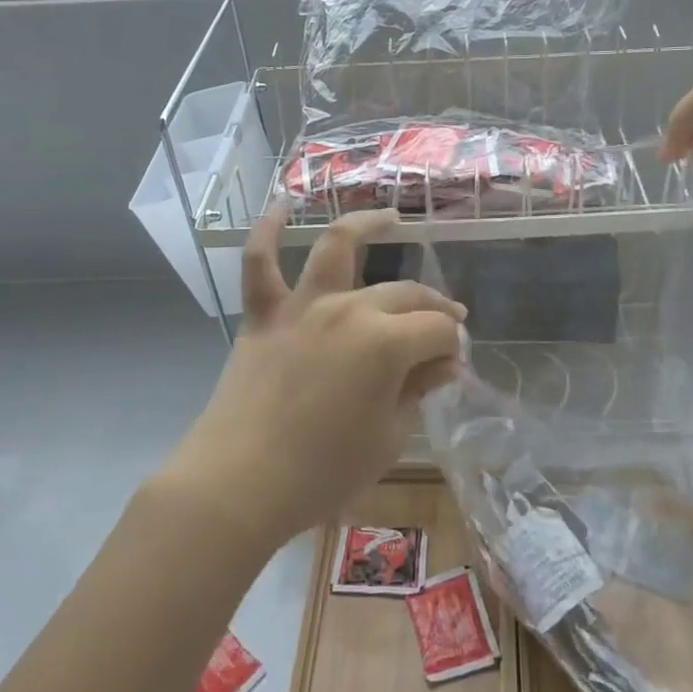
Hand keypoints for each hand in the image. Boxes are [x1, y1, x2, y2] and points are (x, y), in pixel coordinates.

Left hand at [171, 208, 464, 549]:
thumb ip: (418, 391)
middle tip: (446, 324)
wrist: (239, 484)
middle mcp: (348, 309)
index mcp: (386, 342)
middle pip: (404, 293)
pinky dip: (268, 231)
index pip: (436, 331)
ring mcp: (302, 306)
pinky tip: (281, 207)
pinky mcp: (263, 316)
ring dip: (366, 225)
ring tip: (391, 218)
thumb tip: (445, 363)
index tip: (453, 367)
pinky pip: (259, 263)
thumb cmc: (323, 472)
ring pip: (337, 247)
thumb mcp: (389, 438)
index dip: (452, 347)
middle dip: (433, 306)